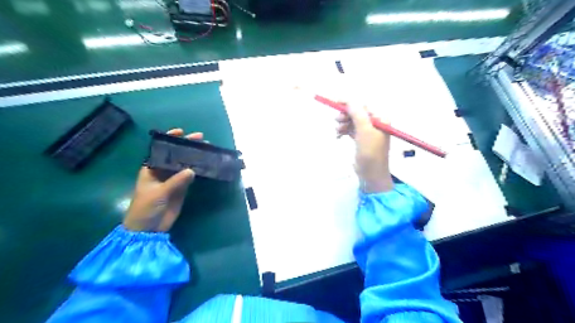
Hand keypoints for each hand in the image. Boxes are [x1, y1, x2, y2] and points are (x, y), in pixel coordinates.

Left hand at [122, 129, 203, 232]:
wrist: (148, 229)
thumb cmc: (145, 208)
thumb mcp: (158, 193)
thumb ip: (175, 181)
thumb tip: (192, 170)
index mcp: (151, 169)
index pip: (160, 150)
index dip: (169, 140)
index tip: (181, 132)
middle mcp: (162, 171)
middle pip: (175, 155)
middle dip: (186, 146)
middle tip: (201, 139)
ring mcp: (173, 180)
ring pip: (185, 165)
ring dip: (194, 157)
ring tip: (206, 149)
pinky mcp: (181, 189)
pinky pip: (190, 177)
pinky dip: (198, 170)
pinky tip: (206, 164)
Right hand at [335, 102, 393, 192]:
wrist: (371, 175)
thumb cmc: (370, 153)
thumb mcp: (364, 132)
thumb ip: (357, 115)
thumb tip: (349, 101)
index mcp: (380, 119)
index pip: (363, 106)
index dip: (350, 103)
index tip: (336, 103)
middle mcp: (375, 124)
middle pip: (357, 113)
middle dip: (346, 115)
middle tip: (337, 120)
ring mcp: (368, 132)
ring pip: (353, 122)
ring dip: (343, 124)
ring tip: (337, 131)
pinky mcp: (362, 140)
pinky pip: (351, 130)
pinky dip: (344, 131)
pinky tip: (339, 136)